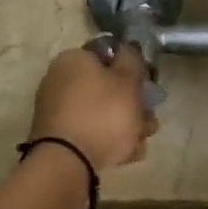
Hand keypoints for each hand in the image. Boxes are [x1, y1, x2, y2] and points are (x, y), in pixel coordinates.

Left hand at [28, 44, 158, 174]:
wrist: (67, 162)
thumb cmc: (103, 114)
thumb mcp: (127, 81)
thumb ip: (132, 60)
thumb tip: (129, 47)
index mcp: (74, 59)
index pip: (109, 55)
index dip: (133, 69)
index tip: (147, 87)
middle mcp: (61, 80)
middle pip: (107, 88)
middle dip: (133, 105)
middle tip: (150, 121)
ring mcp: (58, 110)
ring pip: (101, 113)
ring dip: (126, 125)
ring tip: (142, 142)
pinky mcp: (59, 137)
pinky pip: (90, 132)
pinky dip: (109, 140)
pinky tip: (127, 154)